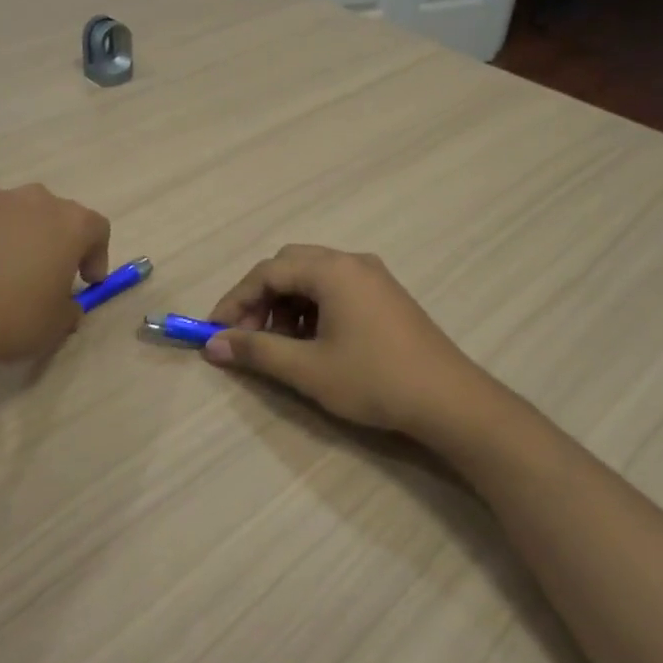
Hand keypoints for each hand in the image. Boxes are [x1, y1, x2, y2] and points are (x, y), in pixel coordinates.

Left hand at [0, 184, 110, 365]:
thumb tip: (66, 304)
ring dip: (14, 234)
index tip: (86, 281)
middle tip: (41, 274)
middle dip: (53, 241)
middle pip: (54, 216)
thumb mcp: (55, 326)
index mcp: (71, 224)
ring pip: (13, 212)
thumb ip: (69, 309)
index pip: (97, 230)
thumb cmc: (11, 316)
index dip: (96, 255)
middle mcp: (37, 199)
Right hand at [203, 245, 496, 442]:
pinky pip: (337, 289)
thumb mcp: (307, 369)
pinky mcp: (386, 295)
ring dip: (286, 304)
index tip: (215, 331)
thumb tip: (213, 345)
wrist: (449, 400)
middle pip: (290, 266)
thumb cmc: (374, 379)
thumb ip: (257, 351)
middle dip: (261, 298)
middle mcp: (352, 262)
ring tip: (279, 345)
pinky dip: (313, 308)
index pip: (268, 271)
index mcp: (332, 270)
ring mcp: (374, 277)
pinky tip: (312, 342)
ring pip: (313, 277)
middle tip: (247, 336)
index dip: (235, 300)